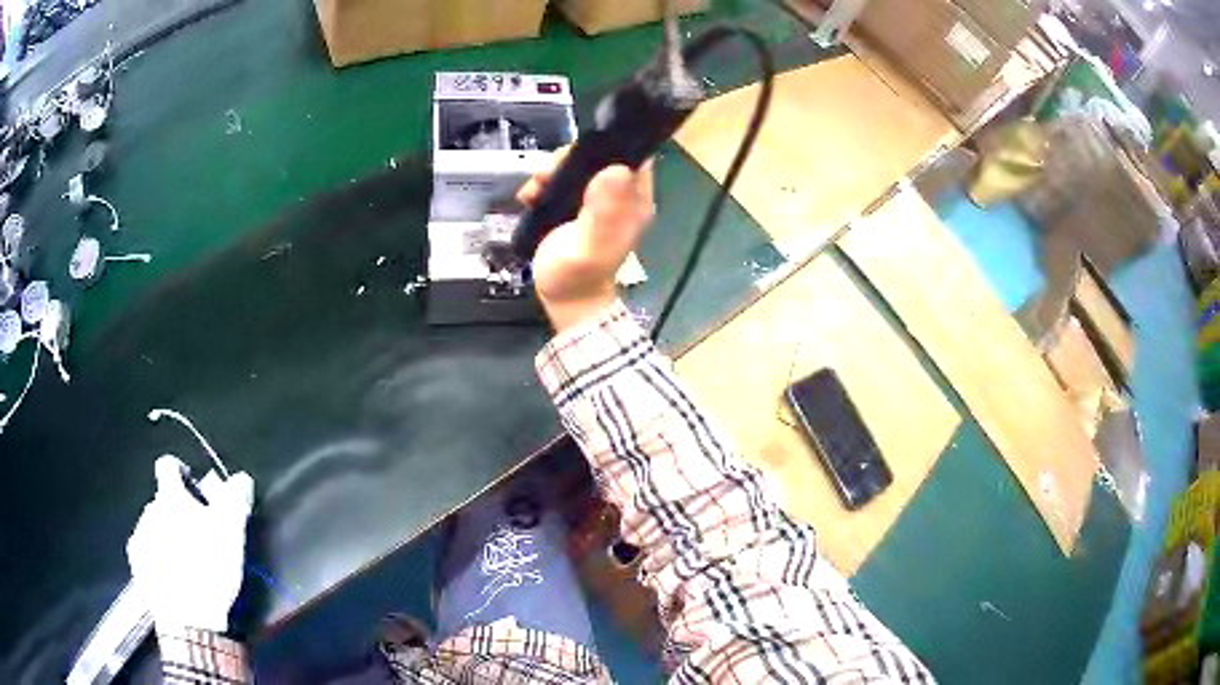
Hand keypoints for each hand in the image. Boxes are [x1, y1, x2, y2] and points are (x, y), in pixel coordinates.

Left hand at [127, 456, 253, 632]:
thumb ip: (234, 500)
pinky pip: (146, 550)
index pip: (168, 466)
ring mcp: (140, 536)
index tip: (193, 492)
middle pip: (162, 502)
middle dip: (177, 514)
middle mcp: (149, 509)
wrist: (188, 617)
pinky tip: (171, 575)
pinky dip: (157, 557)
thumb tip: (240, 476)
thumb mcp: (231, 534)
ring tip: (185, 562)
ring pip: (153, 527)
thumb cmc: (210, 568)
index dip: (180, 474)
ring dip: (166, 535)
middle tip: (197, 538)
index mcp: (170, 497)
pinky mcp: (137, 563)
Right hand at [518, 150, 654, 332]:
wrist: (564, 299)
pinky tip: (531, 196)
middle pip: (599, 155)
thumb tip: (616, 169)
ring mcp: (599, 198)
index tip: (573, 158)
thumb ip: (603, 210)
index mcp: (634, 199)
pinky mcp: (578, 203)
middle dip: (568, 159)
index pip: (629, 153)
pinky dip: (545, 182)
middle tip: (545, 176)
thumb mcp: (589, 245)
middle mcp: (621, 194)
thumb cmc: (577, 276)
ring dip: (552, 171)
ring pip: (578, 165)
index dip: (603, 146)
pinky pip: (563, 180)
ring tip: (534, 189)